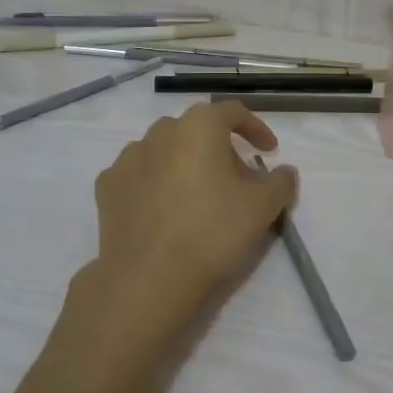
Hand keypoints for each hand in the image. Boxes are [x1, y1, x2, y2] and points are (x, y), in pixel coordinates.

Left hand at [66, 102, 298, 369]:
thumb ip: (281, 182)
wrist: (146, 280)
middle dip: (219, 148)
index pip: (233, 112)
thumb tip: (284, 172)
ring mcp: (128, 158)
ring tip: (198, 196)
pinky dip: (156, 183)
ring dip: (185, 163)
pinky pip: (140, 174)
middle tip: (236, 180)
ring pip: (165, 150)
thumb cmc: (211, 233)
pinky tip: (164, 209)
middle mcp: (160, 131)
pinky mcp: (108, 187)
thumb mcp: (263, 208)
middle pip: (197, 130)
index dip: (255, 128)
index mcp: (199, 126)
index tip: (269, 151)